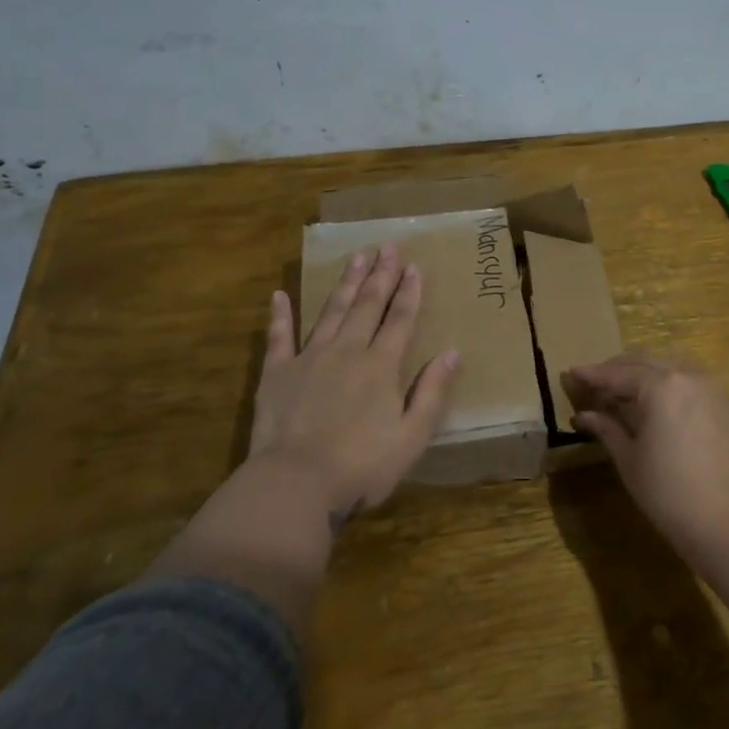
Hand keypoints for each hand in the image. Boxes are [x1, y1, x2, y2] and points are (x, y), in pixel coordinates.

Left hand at [249, 243, 460, 521]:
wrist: (295, 483)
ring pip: (331, 311)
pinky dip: (280, 315)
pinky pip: (279, 336)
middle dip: (380, 275)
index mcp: (381, 366)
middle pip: (367, 306)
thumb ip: (431, 392)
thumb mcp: (411, 437)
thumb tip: (452, 352)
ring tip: (356, 257)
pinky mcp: (277, 373)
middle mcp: (347, 351)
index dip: (409, 292)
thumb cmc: (361, 465)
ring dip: (345, 283)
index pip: (400, 319)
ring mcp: (309, 358)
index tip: (414, 265)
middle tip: (387, 246)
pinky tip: (279, 295)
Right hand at [562, 353, 728, 564]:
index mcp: (661, 386)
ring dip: (645, 373)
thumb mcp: (630, 460)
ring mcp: (713, 389)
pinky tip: (657, 404)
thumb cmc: (670, 495)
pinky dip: (669, 384)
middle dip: (617, 370)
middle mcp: (689, 376)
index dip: (592, 375)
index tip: (570, 373)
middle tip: (593, 383)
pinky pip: (691, 382)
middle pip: (645, 362)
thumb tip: (583, 415)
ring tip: (623, 392)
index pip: (618, 373)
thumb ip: (607, 429)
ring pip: (671, 366)